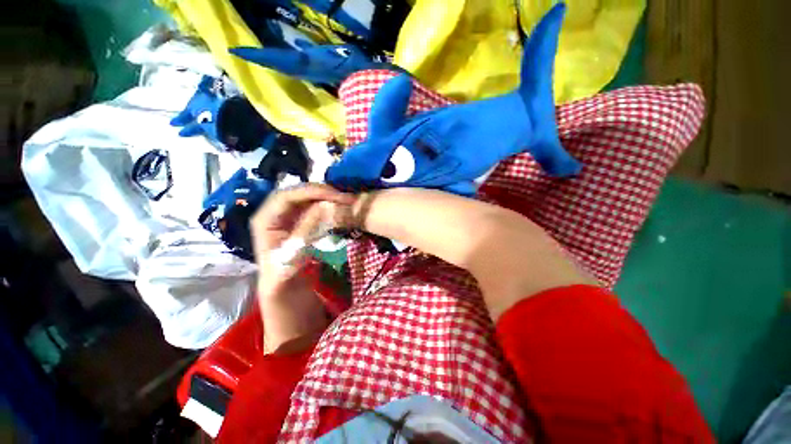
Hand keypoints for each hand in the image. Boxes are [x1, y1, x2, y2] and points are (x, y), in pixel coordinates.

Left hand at [251, 183, 355, 297]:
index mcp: (264, 221)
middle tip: (346, 198)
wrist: (285, 294)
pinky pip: (313, 208)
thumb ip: (304, 232)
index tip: (336, 196)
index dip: (311, 192)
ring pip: (307, 199)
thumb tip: (324, 206)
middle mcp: (274, 214)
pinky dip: (327, 206)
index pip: (287, 196)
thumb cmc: (282, 282)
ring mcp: (287, 218)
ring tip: (346, 201)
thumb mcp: (291, 259)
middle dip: (322, 192)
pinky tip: (340, 208)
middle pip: (298, 193)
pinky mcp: (299, 223)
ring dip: (327, 198)